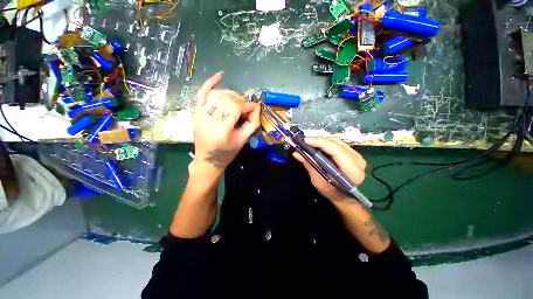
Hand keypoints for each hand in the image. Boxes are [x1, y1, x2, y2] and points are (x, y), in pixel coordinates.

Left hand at [192, 72, 260, 174]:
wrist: (208, 160)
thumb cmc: (227, 152)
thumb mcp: (243, 140)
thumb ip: (253, 122)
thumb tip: (256, 106)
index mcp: (221, 131)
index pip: (235, 108)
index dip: (246, 105)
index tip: (253, 107)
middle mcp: (208, 121)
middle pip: (226, 100)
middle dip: (239, 100)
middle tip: (245, 107)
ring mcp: (199, 116)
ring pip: (215, 94)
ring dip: (229, 94)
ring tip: (235, 100)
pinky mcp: (195, 113)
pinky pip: (201, 93)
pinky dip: (210, 83)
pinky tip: (220, 76)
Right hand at [293, 137, 366, 201]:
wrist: (344, 197)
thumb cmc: (331, 192)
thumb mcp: (318, 181)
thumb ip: (309, 165)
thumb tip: (297, 153)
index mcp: (352, 170)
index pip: (336, 150)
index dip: (320, 143)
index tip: (305, 140)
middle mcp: (358, 160)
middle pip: (336, 143)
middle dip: (319, 141)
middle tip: (305, 142)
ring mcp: (357, 156)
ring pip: (337, 141)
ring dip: (322, 141)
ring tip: (310, 143)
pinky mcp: (354, 154)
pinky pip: (338, 144)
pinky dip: (327, 144)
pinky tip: (318, 146)